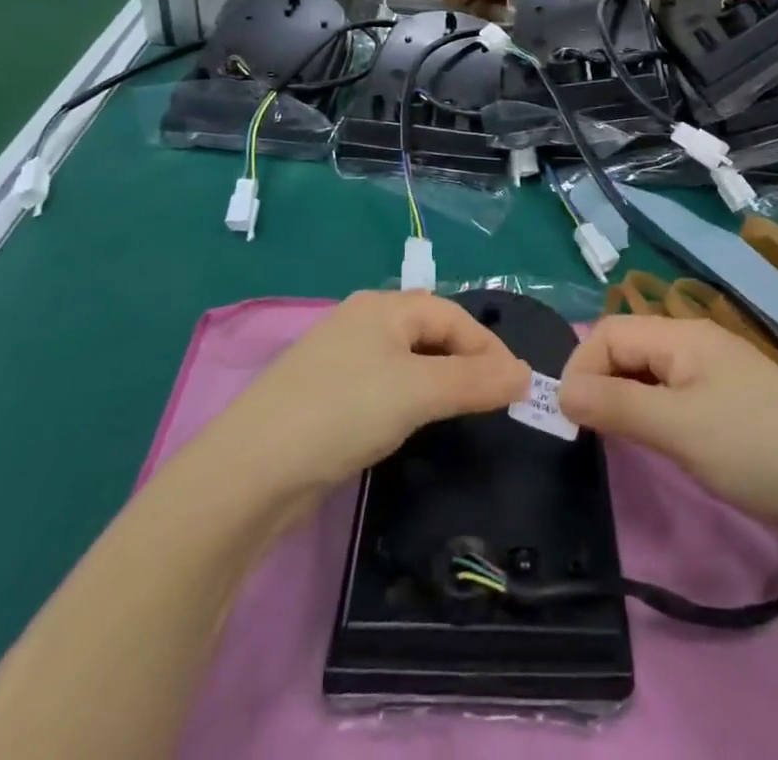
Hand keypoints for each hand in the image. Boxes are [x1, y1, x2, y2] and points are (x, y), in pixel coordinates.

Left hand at [204, 291, 530, 496]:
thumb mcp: (419, 392)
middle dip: (466, 361)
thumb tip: (525, 374)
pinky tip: (412, 423)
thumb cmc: (343, 412)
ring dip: (440, 381)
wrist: (252, 470)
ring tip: (463, 412)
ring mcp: (341, 358)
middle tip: (495, 400)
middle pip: (430, 332)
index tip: (517, 387)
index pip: (452, 315)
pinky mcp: (327, 395)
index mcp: (383, 307)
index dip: (488, 347)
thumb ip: (475, 381)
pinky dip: (410, 398)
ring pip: (407, 361)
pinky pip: (384, 385)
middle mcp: (362, 322)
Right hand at [559, 316, 777, 553]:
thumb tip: (560, 390)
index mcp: (682, 335)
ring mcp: (715, 376)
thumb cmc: (755, 449)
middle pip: (628, 348)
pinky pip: (672, 397)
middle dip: (599, 381)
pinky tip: (654, 443)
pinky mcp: (729, 407)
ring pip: (649, 374)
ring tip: (612, 439)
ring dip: (623, 399)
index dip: (581, 366)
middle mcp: (695, 344)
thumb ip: (615, 404)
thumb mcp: (677, 428)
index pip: (610, 332)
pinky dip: (651, 414)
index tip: (569, 417)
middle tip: (586, 432)